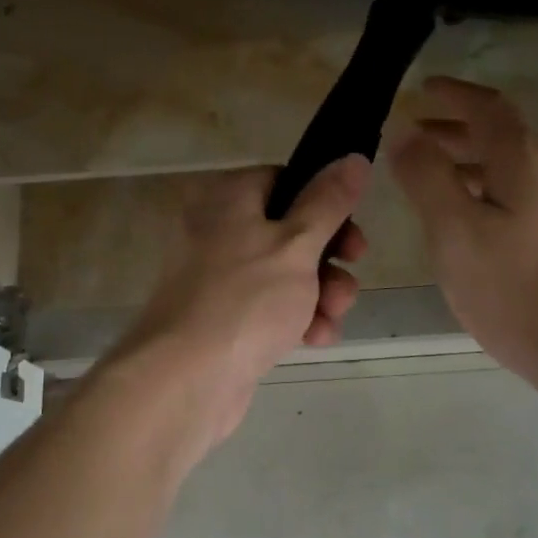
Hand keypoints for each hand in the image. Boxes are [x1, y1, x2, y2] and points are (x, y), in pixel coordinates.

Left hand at [107, 155, 371, 450]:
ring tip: (333, 316)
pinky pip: (268, 308)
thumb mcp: (297, 244)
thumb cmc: (245, 300)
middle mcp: (218, 231)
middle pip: (289, 230)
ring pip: (284, 273)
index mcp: (228, 199)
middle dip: (328, 258)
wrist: (184, 380)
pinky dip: (295, 318)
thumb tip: (353, 157)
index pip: (284, 181)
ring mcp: (218, 278)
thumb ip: (329, 202)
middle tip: (350, 274)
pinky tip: (316, 339)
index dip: (324, 203)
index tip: (352, 231)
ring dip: (319, 293)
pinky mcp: (223, 319)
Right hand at [388, 78, 537, 384]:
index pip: (488, 107)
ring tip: (435, 177)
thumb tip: (406, 132)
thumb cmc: (516, 291)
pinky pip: (525, 195)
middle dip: (458, 129)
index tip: (423, 89)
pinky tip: (474, 221)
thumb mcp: (454, 231)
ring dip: (472, 161)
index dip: (454, 94)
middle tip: (417, 134)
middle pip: (504, 134)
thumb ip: (426, 176)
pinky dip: (491, 189)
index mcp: (525, 161)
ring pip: (514, 167)